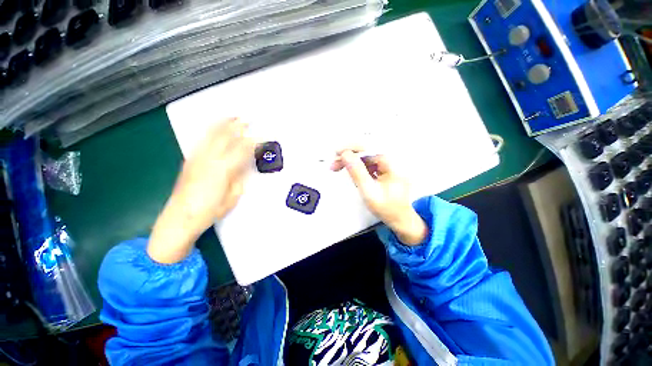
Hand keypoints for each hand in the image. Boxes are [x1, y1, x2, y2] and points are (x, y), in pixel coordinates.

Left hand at [148, 118, 253, 262]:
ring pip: (211, 135)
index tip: (263, 137)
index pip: (243, 150)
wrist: (179, 218)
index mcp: (223, 169)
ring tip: (231, 117)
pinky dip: (210, 131)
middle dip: (238, 126)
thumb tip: (246, 165)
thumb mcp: (233, 196)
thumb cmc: (209, 211)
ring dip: (223, 124)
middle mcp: (209, 159)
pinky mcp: (189, 160)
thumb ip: (240, 178)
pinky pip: (201, 140)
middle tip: (247, 120)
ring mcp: (197, 158)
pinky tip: (214, 128)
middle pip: (226, 137)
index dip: (254, 142)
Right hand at [332, 148, 427, 245]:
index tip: (336, 153)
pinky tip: (353, 176)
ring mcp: (387, 166)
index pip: (368, 147)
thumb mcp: (369, 191)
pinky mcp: (383, 172)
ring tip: (338, 169)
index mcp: (391, 163)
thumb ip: (357, 172)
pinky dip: (358, 169)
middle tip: (333, 165)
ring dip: (351, 163)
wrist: (400, 220)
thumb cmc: (386, 208)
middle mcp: (390, 161)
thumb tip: (345, 154)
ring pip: (365, 159)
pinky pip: (368, 166)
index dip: (350, 148)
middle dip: (348, 157)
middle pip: (365, 153)